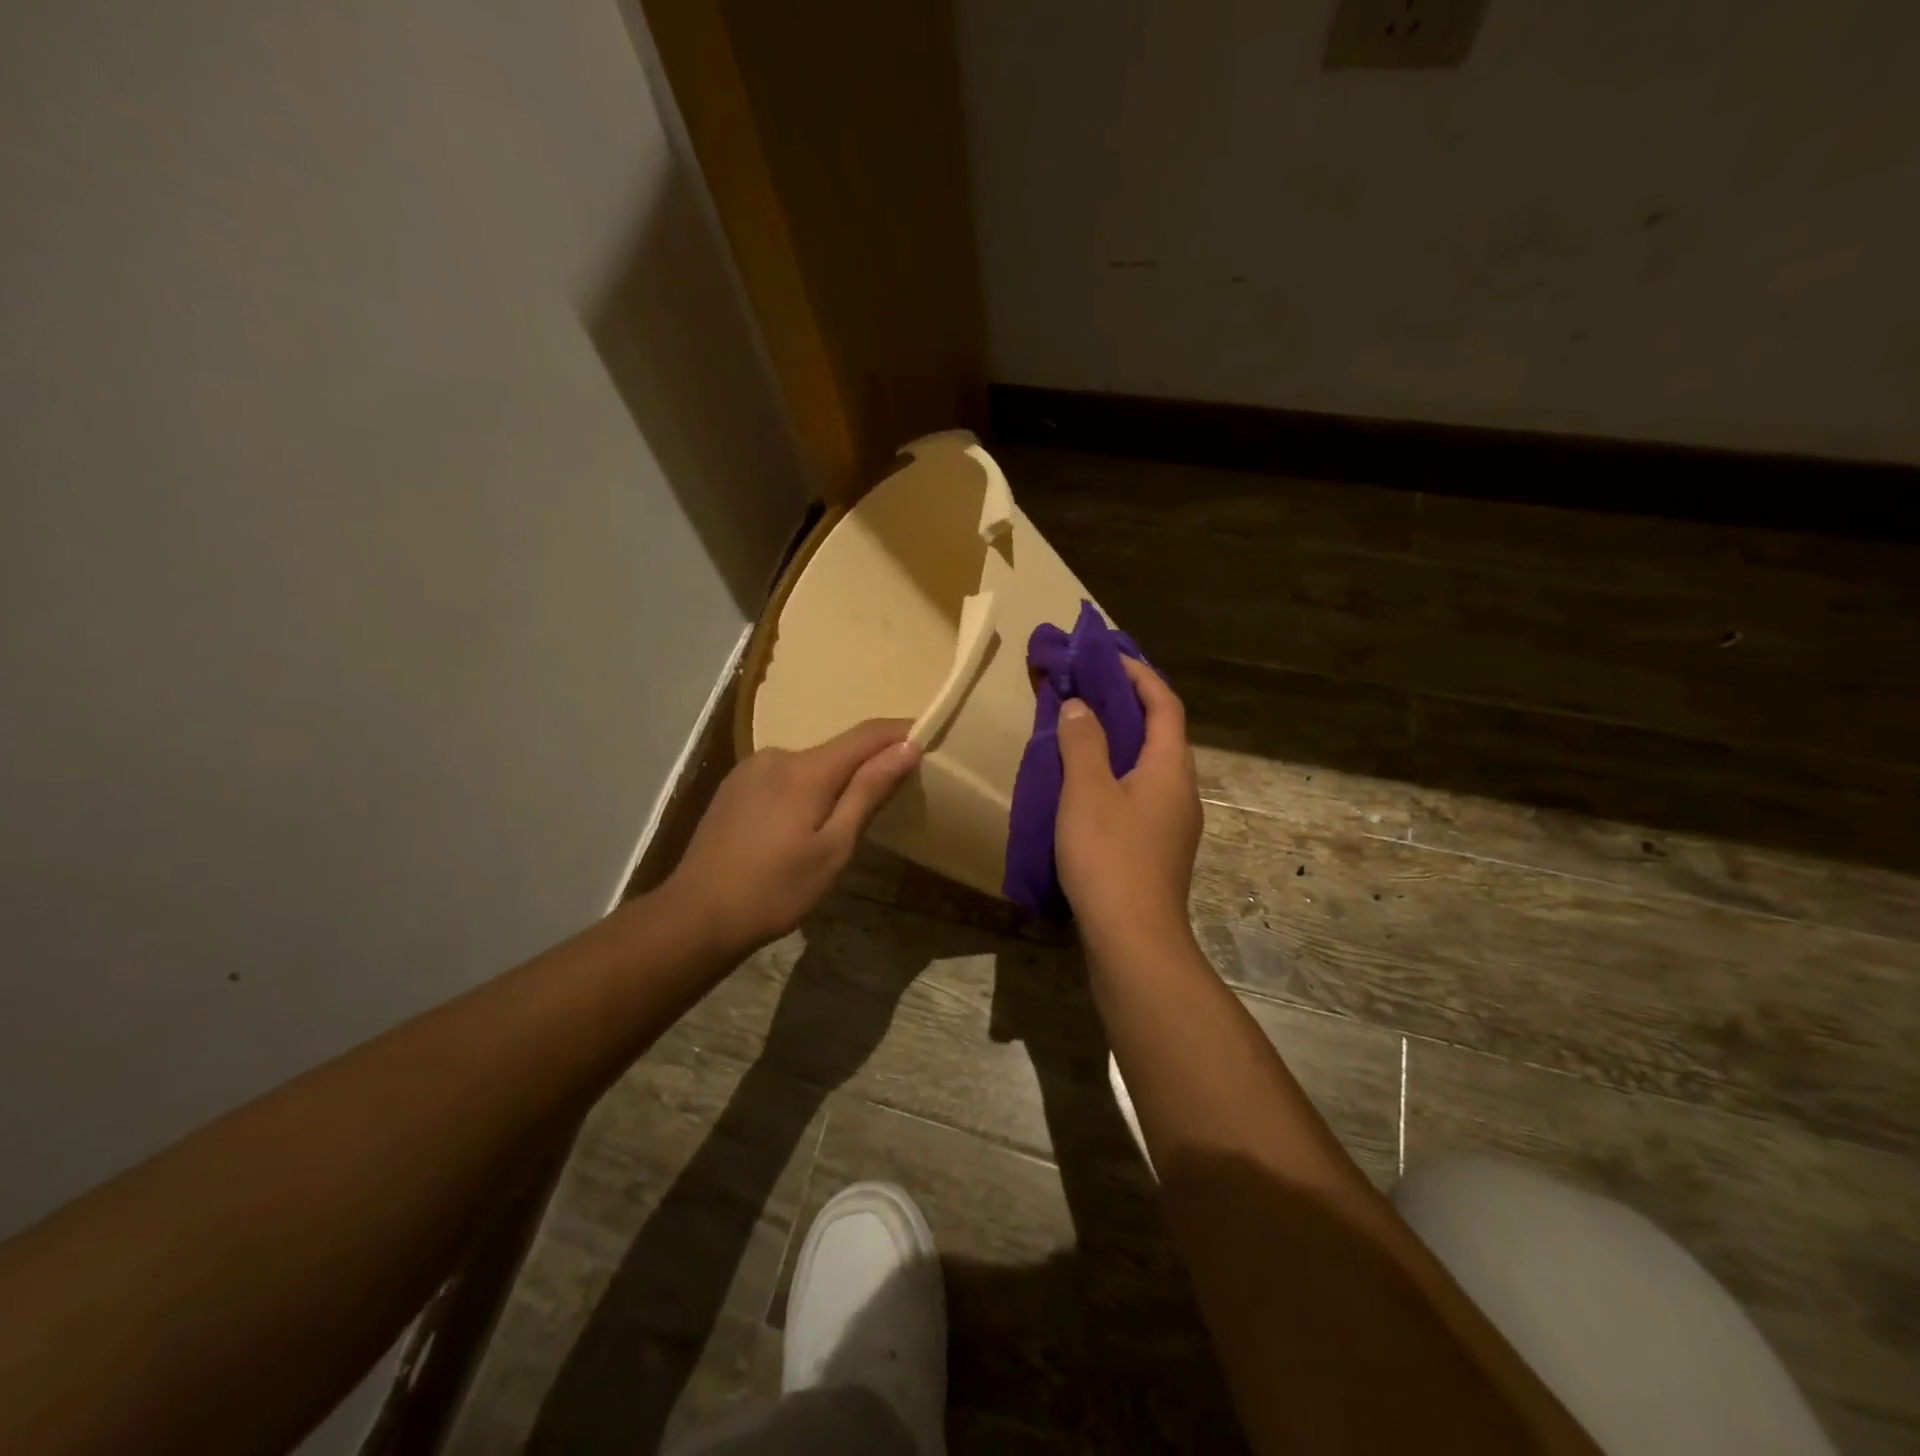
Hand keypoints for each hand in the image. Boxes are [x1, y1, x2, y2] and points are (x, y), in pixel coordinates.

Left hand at [667, 719, 921, 958]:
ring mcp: (750, 768)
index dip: (901, 732)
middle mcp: (778, 755)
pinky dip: (805, 788)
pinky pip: (784, 776)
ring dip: (834, 780)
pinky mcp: (734, 786)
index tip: (931, 735)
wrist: (696, 915)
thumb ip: (868, 792)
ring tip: (843, 819)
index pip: (867, 735)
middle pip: (838, 750)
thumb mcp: (834, 848)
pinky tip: (800, 824)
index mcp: (806, 769)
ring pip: (810, 764)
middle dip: (868, 764)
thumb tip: (907, 747)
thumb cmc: (776, 889)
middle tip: (893, 795)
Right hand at [1055, 657, 1202, 953]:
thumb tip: (1082, 705)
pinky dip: (1116, 772)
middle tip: (1090, 686)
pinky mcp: (1157, 847)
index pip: (1164, 704)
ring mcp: (1172, 823)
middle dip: (1129, 703)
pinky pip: (1139, 791)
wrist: (1133, 941)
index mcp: (1171, 769)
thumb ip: (1084, 743)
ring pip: (1149, 764)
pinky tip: (1086, 784)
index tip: (1107, 655)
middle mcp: (1180, 790)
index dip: (1139, 674)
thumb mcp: (1087, 792)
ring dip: (1121, 739)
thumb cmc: (1110, 858)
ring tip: (1083, 727)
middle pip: (1161, 732)